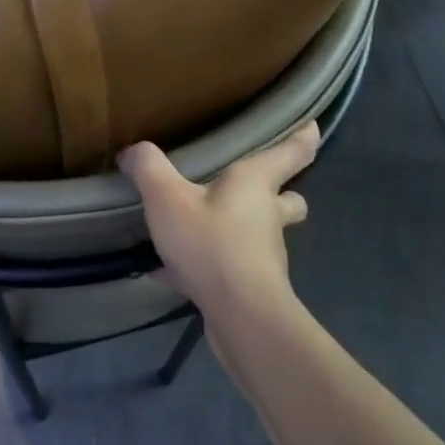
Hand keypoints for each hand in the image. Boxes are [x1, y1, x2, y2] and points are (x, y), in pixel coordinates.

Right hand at [118, 120, 319, 319]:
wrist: (240, 317)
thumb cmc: (212, 243)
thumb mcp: (167, 197)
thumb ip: (148, 168)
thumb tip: (133, 151)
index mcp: (256, 183)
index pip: (293, 152)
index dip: (303, 137)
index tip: (312, 127)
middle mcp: (267, 216)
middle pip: (289, 200)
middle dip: (279, 194)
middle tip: (255, 188)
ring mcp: (264, 255)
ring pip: (260, 236)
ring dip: (239, 231)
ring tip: (200, 227)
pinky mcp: (251, 287)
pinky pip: (228, 269)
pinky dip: (206, 266)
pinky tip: (169, 272)